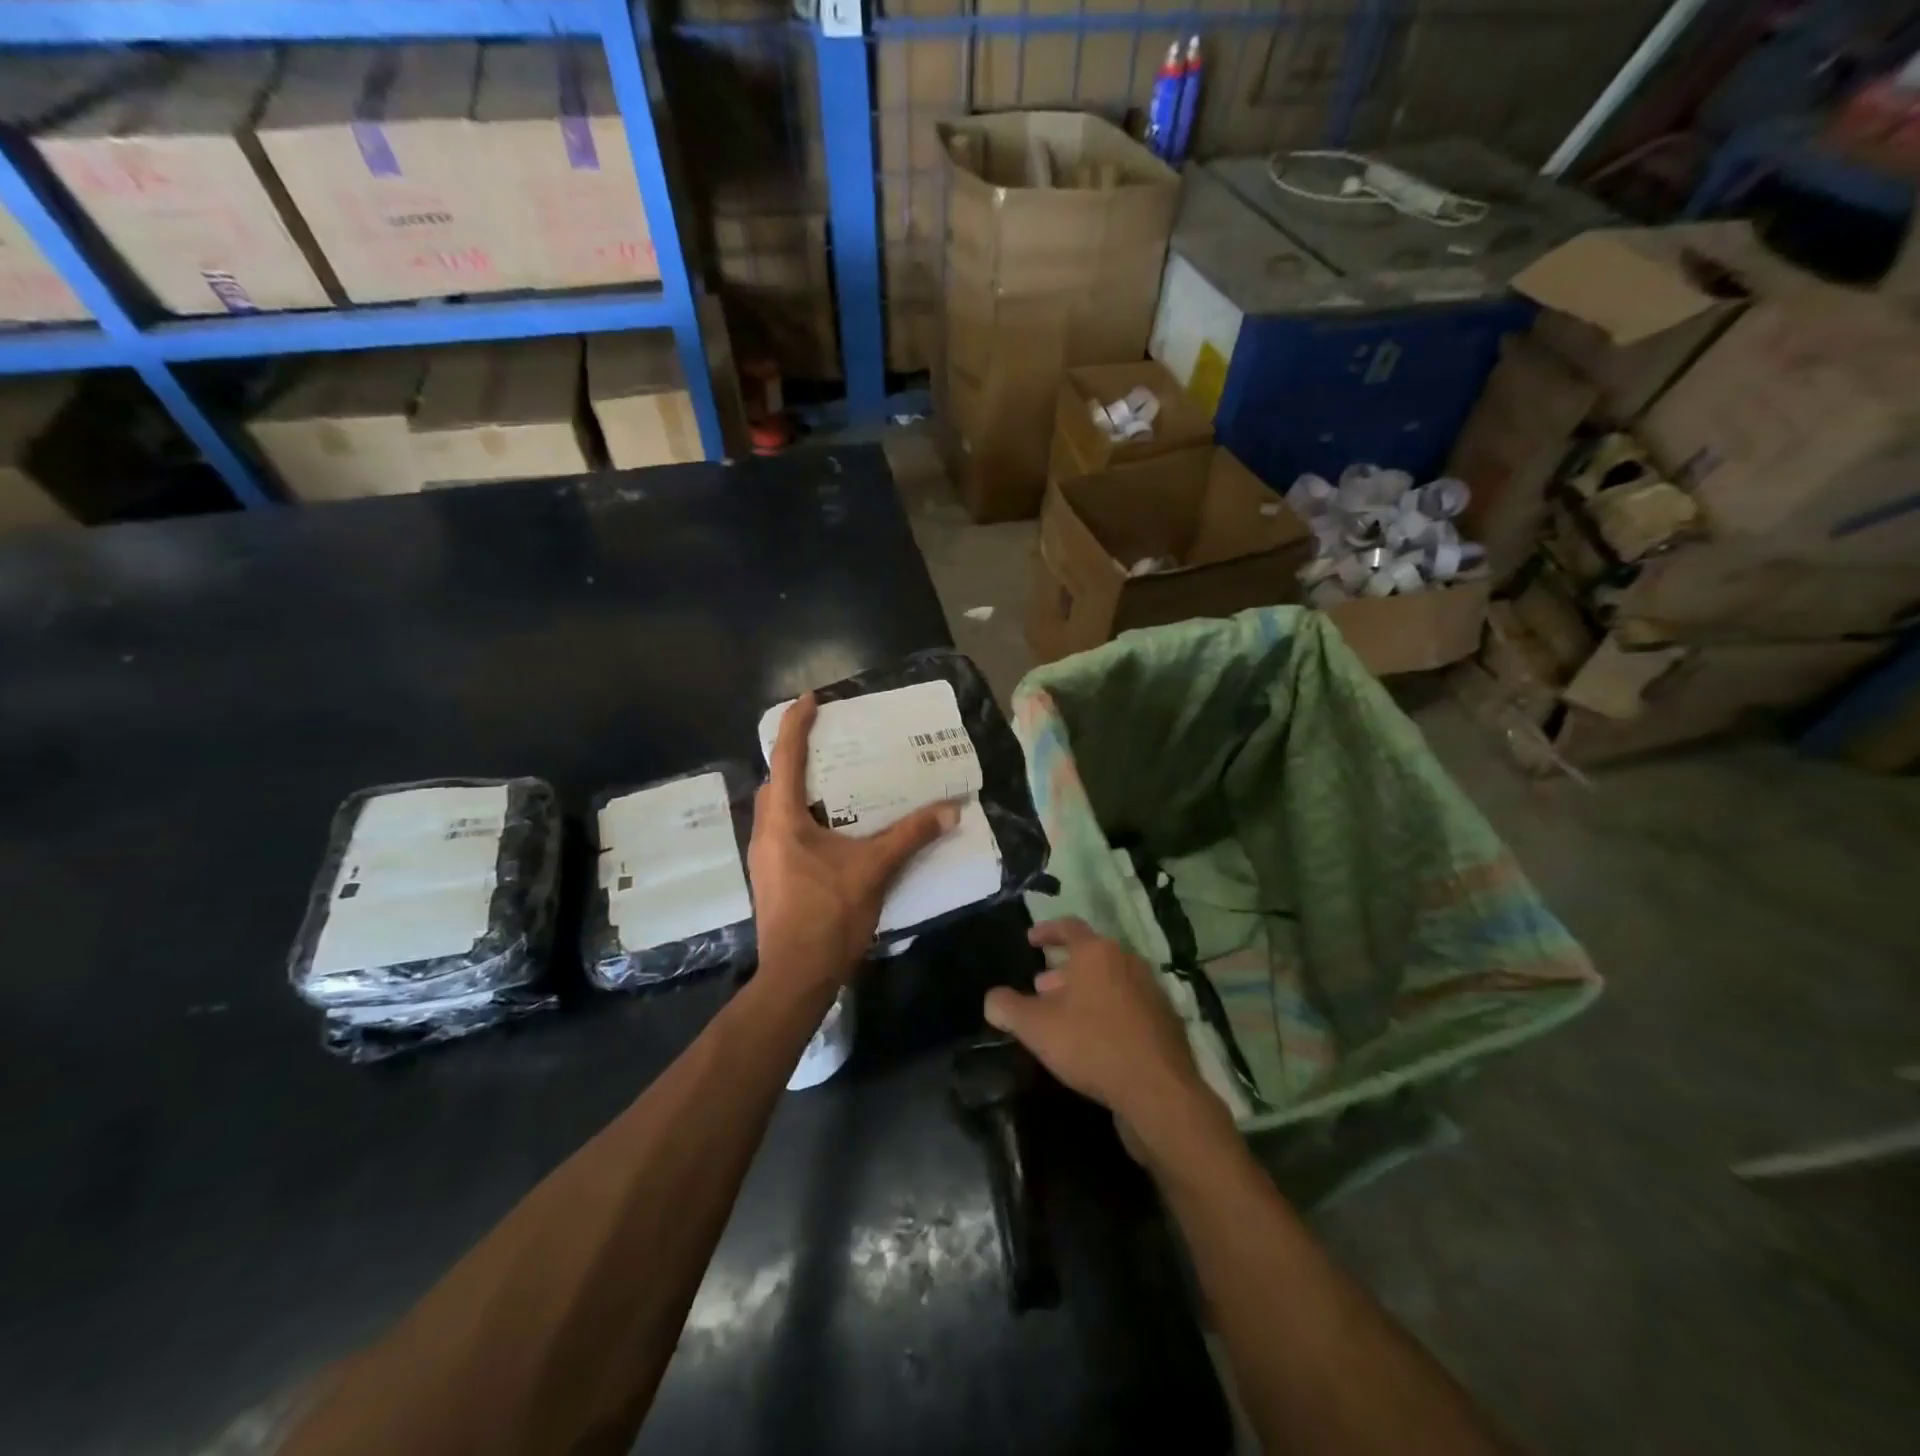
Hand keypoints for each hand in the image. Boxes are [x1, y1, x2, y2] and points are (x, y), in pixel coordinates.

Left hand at [749, 692, 959, 992]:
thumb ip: (910, 836)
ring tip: (837, 787)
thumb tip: (950, 809)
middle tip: (832, 748)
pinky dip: (804, 819)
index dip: (796, 724)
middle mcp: (765, 832)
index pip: (785, 757)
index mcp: (783, 820)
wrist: (796, 977)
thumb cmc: (829, 915)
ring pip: (778, 810)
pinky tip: (834, 833)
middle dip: (797, 758)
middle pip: (776, 782)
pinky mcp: (771, 878)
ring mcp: (763, 858)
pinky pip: (783, 833)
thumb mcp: (874, 869)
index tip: (810, 699)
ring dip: (801, 792)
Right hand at [984, 918, 1227, 1158]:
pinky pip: (1127, 1007)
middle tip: (1039, 988)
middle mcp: (1127, 962)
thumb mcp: (1036, 1027)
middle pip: (1090, 957)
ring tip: (1063, 1017)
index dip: (1046, 931)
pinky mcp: (1164, 1022)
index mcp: (1097, 952)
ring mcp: (1151, 991)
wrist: (1158, 1090)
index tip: (1030, 939)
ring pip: (1109, 982)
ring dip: (1084, 993)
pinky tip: (1093, 1040)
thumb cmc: (1092, 1044)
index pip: (1068, 928)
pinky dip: (1106, 1013)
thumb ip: (1008, 1008)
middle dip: (1062, 970)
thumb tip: (992, 999)